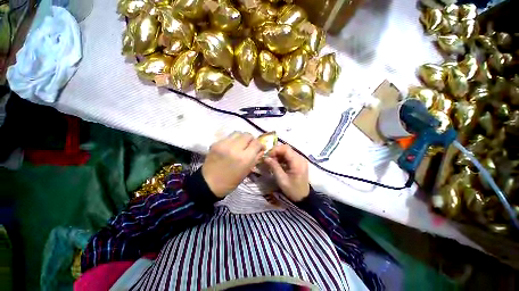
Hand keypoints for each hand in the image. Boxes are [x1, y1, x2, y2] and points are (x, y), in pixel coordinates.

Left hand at [202, 132, 264, 197]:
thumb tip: (261, 149)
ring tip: (240, 144)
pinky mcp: (216, 143)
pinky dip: (232, 140)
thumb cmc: (231, 181)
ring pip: (238, 133)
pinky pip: (228, 137)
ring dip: (242, 138)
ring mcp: (224, 144)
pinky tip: (230, 147)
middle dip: (251, 140)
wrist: (209, 183)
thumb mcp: (247, 171)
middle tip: (249, 146)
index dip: (260, 145)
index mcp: (245, 158)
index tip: (259, 148)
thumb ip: (255, 158)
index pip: (257, 143)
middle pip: (248, 135)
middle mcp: (235, 148)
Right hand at [264, 144, 309, 201]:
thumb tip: (266, 158)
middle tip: (268, 158)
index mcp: (297, 162)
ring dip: (279, 154)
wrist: (303, 197)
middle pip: (287, 149)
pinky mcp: (299, 162)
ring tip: (272, 161)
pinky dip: (282, 158)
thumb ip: (274, 166)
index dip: (275, 150)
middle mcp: (300, 158)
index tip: (267, 156)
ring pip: (287, 151)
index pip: (286, 149)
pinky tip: (277, 163)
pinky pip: (289, 156)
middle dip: (276, 152)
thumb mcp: (281, 179)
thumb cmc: (292, 189)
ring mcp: (300, 160)